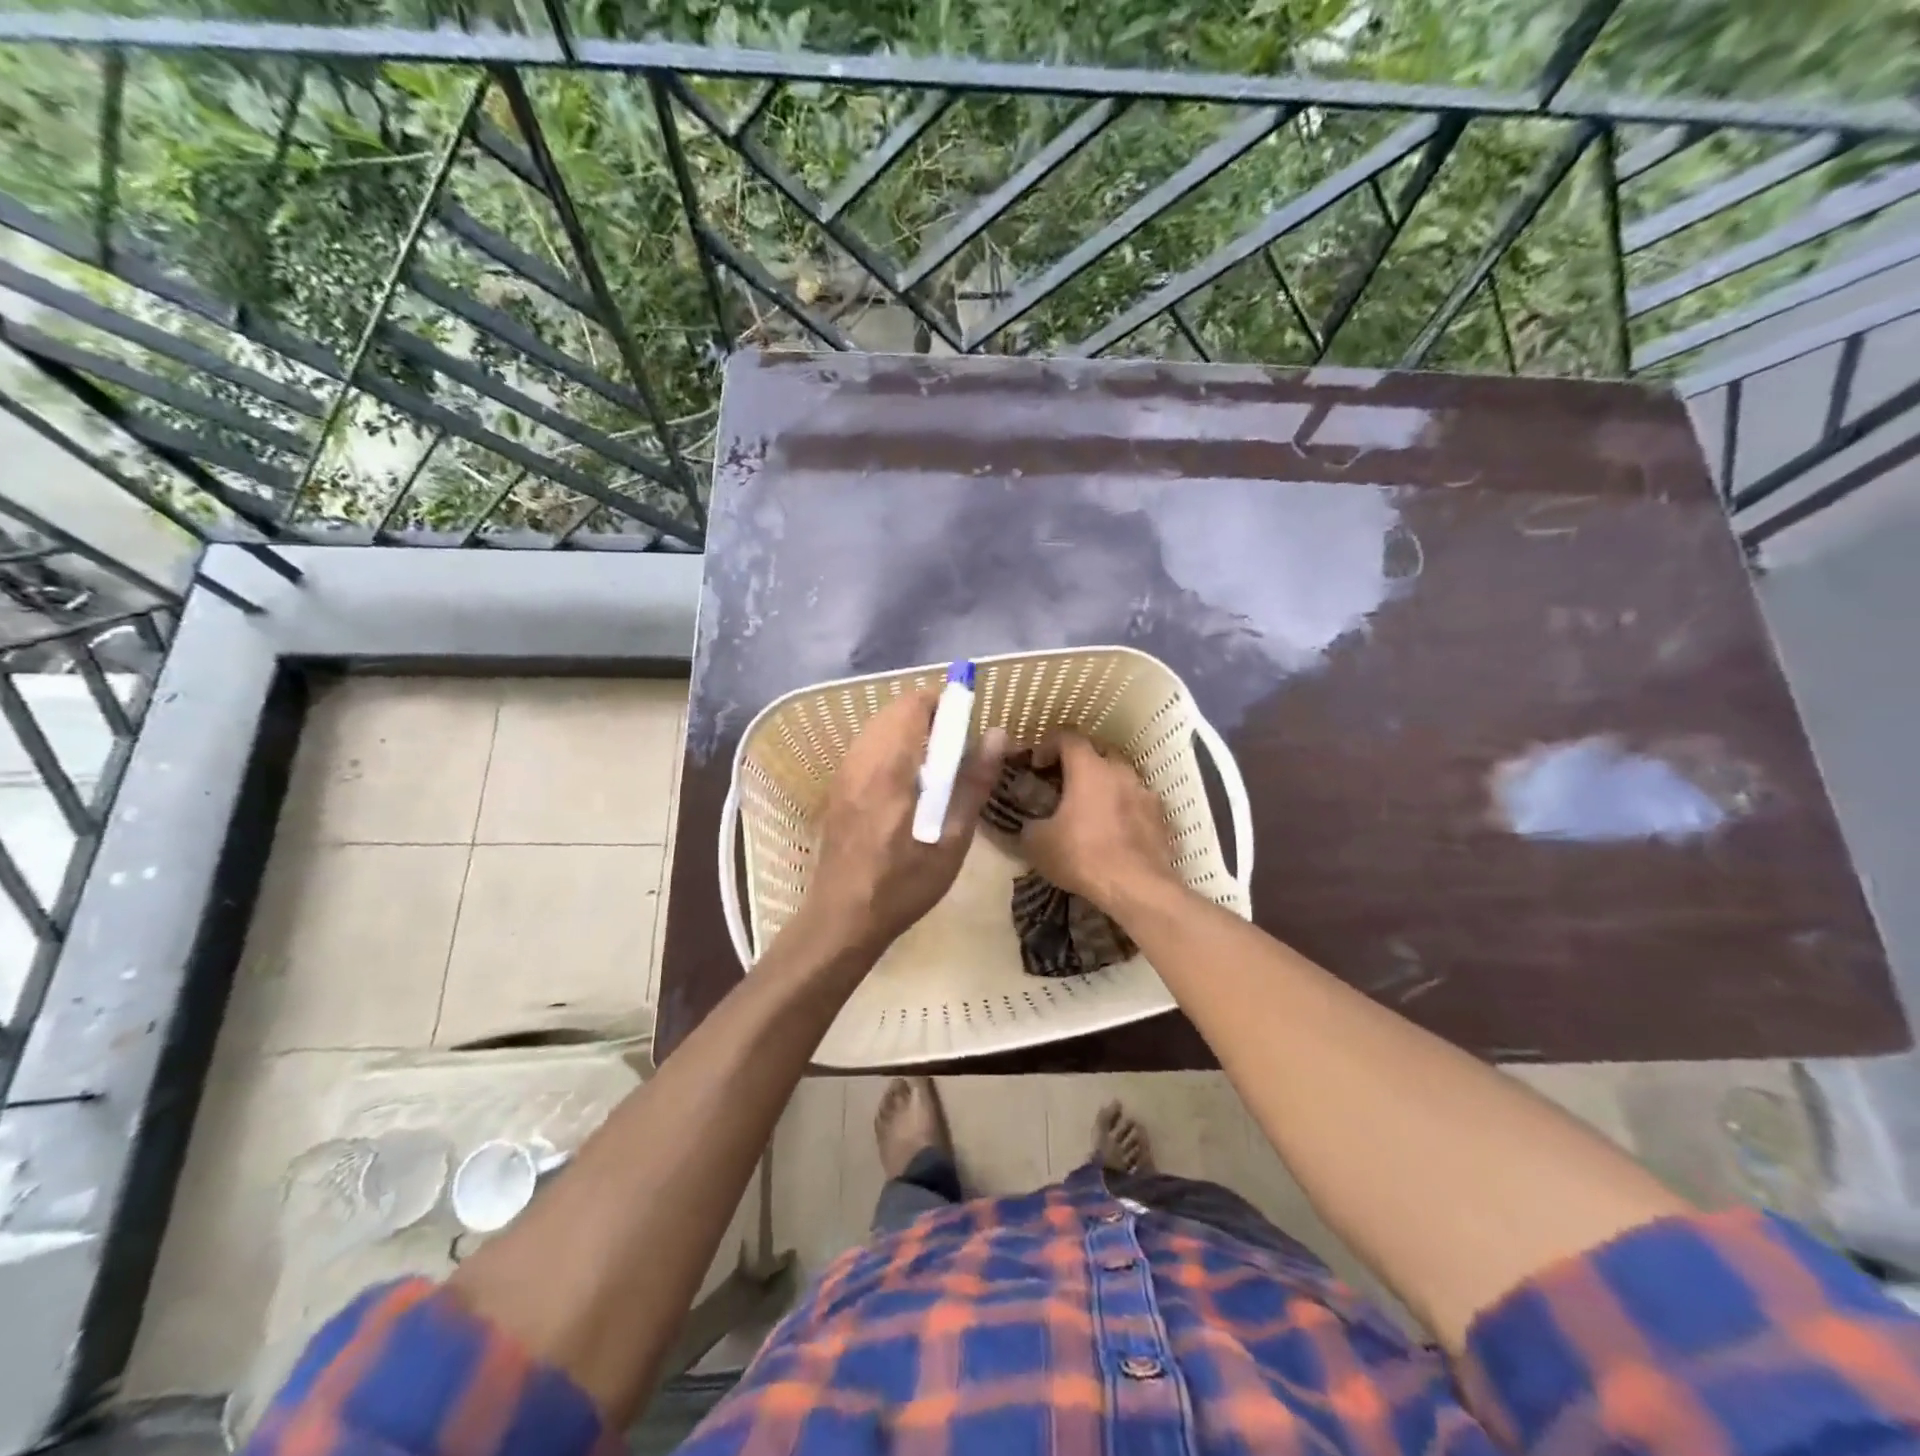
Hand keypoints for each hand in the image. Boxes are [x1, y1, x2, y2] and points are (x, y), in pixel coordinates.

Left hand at [800, 691, 1006, 957]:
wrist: (843, 917)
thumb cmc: (903, 883)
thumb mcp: (951, 838)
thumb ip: (973, 782)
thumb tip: (997, 734)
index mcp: (889, 767)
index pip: (913, 704)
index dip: (944, 701)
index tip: (969, 722)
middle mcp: (860, 759)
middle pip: (894, 711)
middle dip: (929, 715)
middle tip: (958, 748)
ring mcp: (844, 772)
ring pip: (878, 727)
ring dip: (910, 731)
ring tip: (938, 767)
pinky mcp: (838, 787)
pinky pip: (867, 746)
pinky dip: (892, 747)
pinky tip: (909, 783)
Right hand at [1020, 732, 1177, 913]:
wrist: (1138, 888)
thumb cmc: (1083, 856)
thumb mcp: (1038, 843)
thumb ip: (1030, 825)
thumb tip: (1031, 824)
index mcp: (1089, 768)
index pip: (1068, 737)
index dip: (1048, 745)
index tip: (1037, 764)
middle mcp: (1120, 771)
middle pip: (1099, 751)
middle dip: (1081, 761)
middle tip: (1064, 782)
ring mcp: (1145, 793)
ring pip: (1122, 776)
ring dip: (1105, 784)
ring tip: (1091, 807)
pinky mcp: (1161, 817)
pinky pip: (1138, 802)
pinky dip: (1124, 807)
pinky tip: (1114, 829)